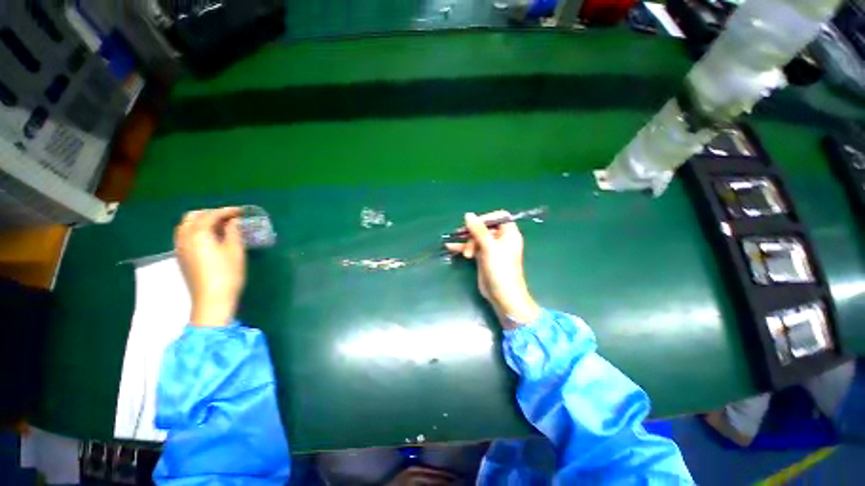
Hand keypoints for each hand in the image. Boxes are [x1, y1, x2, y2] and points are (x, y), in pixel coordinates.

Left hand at [175, 207, 245, 326]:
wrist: (211, 299)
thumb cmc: (227, 273)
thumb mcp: (235, 250)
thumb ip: (233, 232)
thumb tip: (232, 222)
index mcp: (198, 233)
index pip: (211, 215)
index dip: (227, 211)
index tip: (241, 211)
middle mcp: (185, 237)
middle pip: (193, 217)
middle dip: (210, 213)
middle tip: (228, 217)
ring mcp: (180, 248)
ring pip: (186, 226)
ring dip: (202, 221)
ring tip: (220, 226)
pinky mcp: (182, 257)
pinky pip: (185, 236)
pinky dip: (197, 230)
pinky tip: (210, 238)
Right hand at [445, 211, 539, 327]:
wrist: (502, 296)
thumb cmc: (500, 270)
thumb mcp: (489, 248)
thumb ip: (478, 230)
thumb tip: (468, 214)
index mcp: (509, 234)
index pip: (499, 217)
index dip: (486, 218)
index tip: (474, 224)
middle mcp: (501, 239)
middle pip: (484, 228)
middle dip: (473, 234)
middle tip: (466, 242)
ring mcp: (491, 249)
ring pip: (476, 238)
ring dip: (467, 242)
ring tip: (463, 253)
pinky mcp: (483, 257)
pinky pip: (472, 247)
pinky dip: (463, 247)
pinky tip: (450, 247)